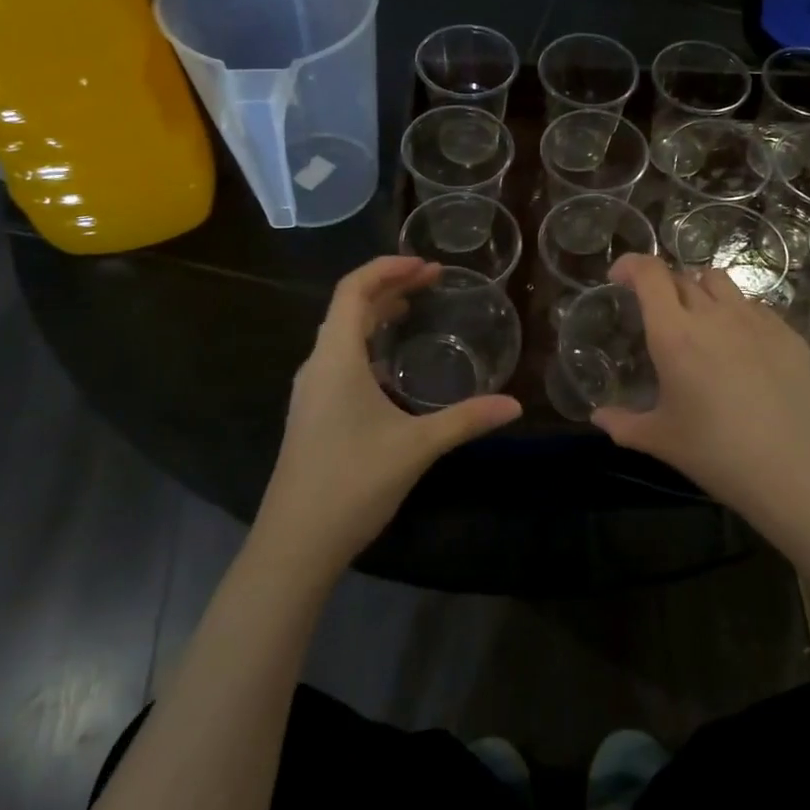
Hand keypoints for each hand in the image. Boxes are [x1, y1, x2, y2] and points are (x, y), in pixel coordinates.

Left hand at [257, 257, 520, 568]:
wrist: (295, 544)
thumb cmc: (352, 483)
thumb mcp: (416, 447)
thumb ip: (466, 420)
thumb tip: (515, 405)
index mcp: (336, 360)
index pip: (353, 290)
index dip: (387, 269)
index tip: (426, 265)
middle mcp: (317, 367)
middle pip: (348, 307)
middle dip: (389, 286)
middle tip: (431, 281)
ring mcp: (310, 392)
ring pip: (341, 335)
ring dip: (374, 315)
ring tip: (411, 309)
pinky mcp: (311, 415)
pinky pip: (338, 360)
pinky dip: (366, 345)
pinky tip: (390, 367)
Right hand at [592, 254, 809, 518]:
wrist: (790, 468)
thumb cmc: (714, 453)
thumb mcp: (659, 440)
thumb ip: (623, 423)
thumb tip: (598, 417)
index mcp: (675, 334)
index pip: (650, 274)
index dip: (632, 265)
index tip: (620, 277)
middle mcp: (714, 315)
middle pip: (683, 276)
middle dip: (664, 286)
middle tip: (659, 314)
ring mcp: (755, 320)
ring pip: (721, 283)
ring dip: (700, 291)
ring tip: (700, 319)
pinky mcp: (788, 333)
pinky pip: (754, 307)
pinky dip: (737, 314)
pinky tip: (740, 347)